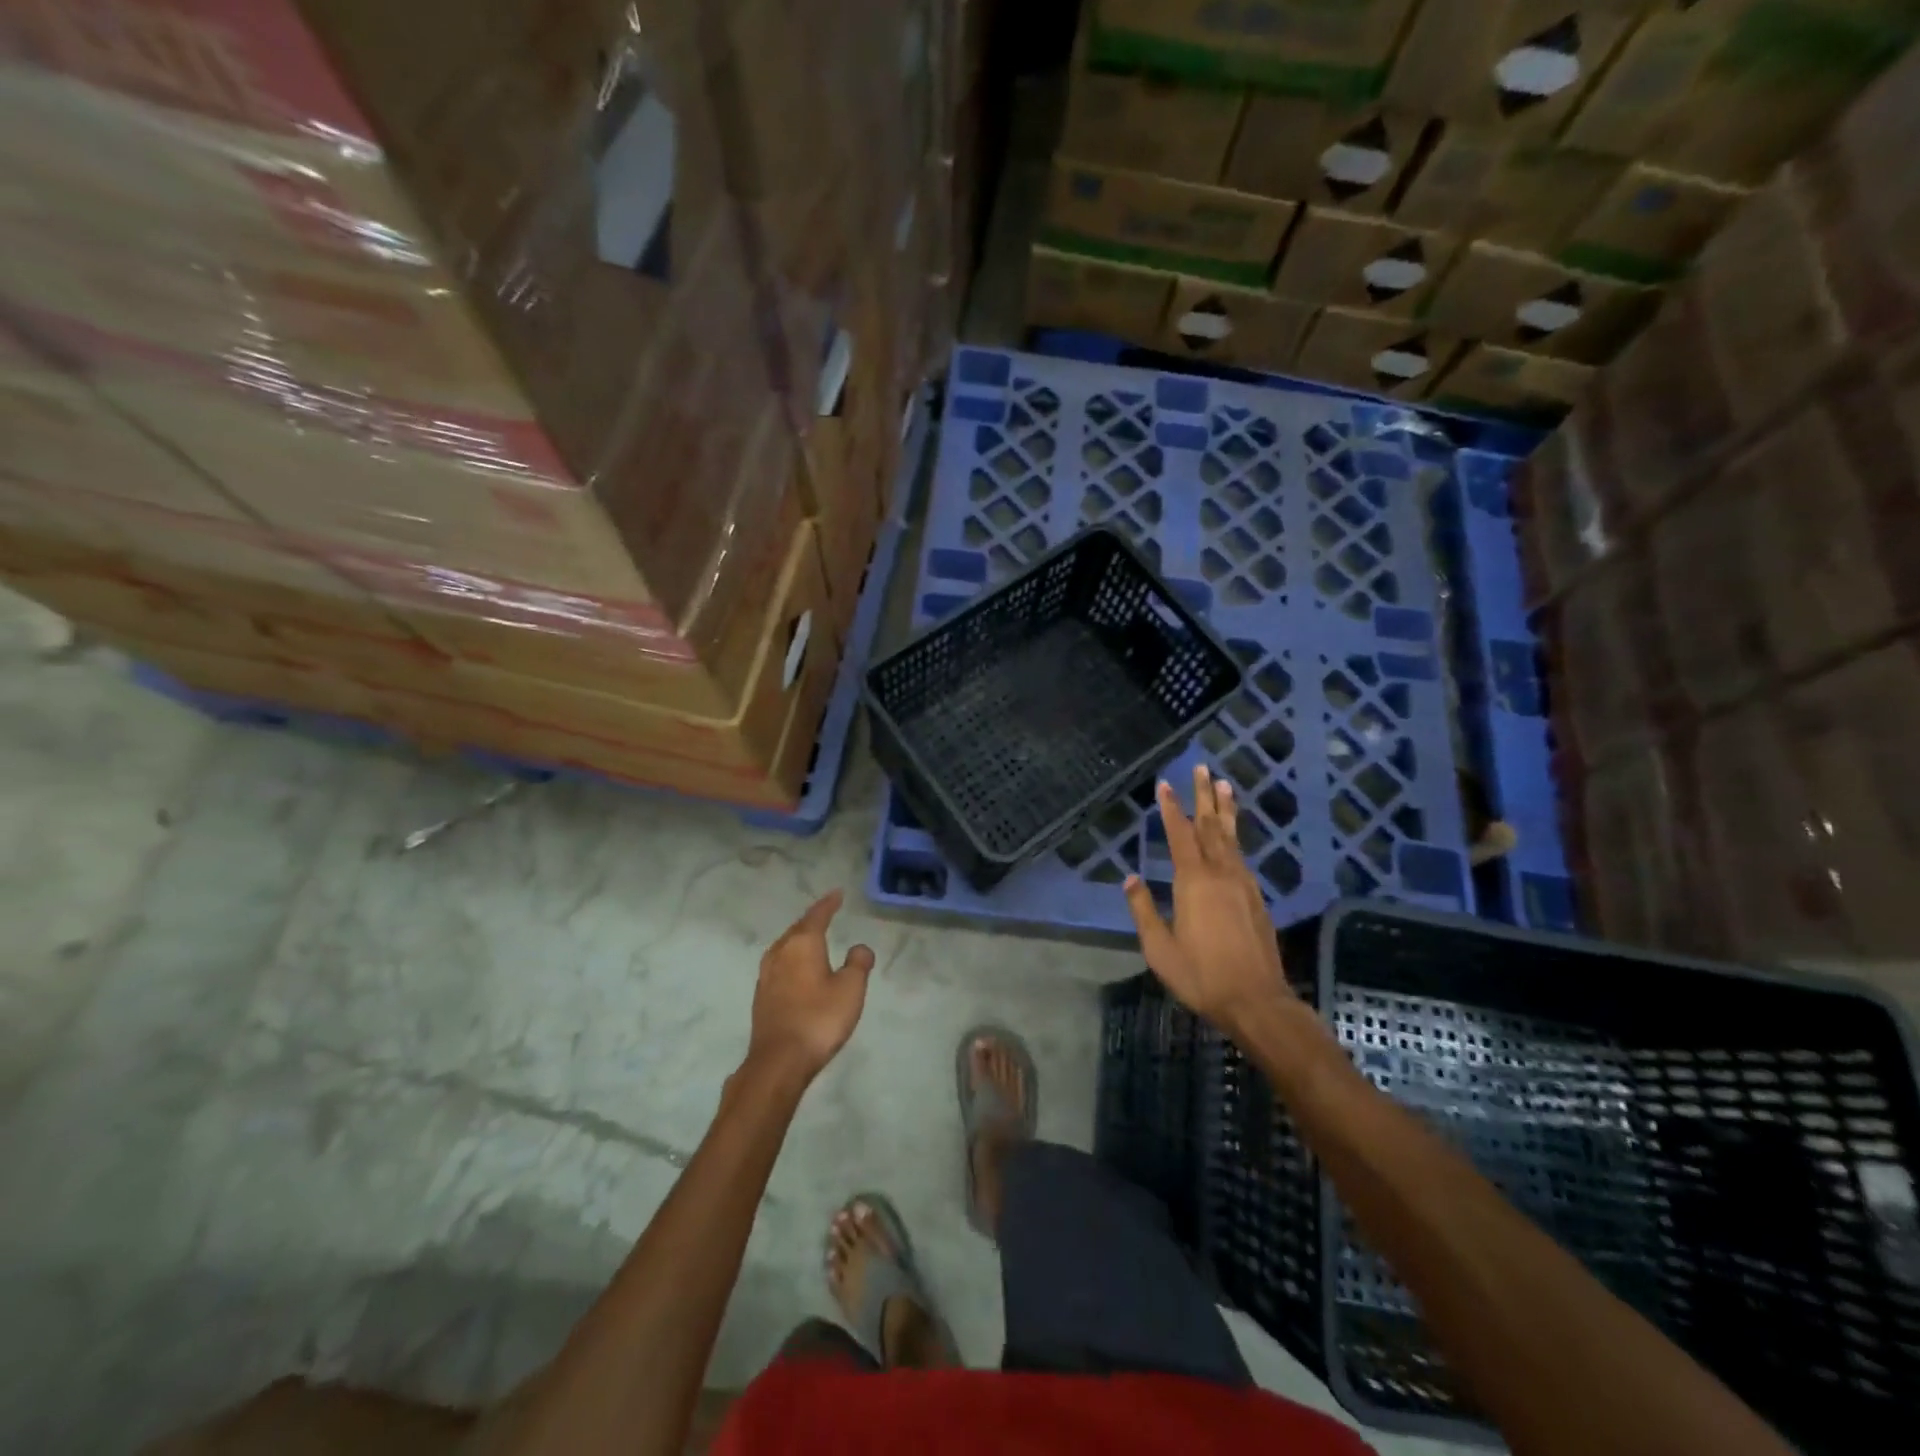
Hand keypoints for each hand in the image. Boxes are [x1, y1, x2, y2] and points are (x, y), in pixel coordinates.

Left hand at [747, 891, 873, 1083]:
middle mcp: (780, 952)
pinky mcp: (761, 995)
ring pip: (785, 946)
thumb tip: (859, 947)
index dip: (828, 903)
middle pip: (797, 928)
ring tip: (811, 938)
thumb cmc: (819, 1018)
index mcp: (803, 944)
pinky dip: (791, 958)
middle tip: (826, 913)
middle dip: (812, 920)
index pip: (817, 915)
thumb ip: (858, 963)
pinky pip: (779, 964)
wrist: (779, 1060)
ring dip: (799, 939)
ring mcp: (766, 974)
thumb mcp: (850, 989)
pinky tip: (796, 969)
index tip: (837, 893)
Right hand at [1124, 765, 1292, 1036]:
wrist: (1257, 1001)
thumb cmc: (1201, 976)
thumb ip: (1143, 910)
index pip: (1180, 834)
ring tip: (1223, 784)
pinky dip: (1235, 836)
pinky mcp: (1256, 897)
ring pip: (1231, 837)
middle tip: (1202, 767)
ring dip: (1224, 809)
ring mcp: (1243, 884)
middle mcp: (1221, 874)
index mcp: (1193, 882)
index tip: (1165, 784)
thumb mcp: (1159, 949)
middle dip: (1203, 796)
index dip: (1171, 808)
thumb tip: (1130, 879)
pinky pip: (1242, 855)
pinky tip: (1231, 835)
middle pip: (1210, 826)